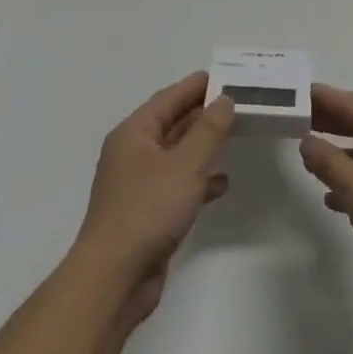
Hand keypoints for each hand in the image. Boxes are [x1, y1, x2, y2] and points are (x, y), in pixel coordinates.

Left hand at [72, 72, 234, 327]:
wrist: (115, 277)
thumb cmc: (148, 210)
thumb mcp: (185, 165)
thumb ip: (208, 130)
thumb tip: (224, 100)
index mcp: (134, 134)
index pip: (167, 98)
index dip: (195, 86)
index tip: (224, 76)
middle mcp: (133, 154)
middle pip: (171, 124)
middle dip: (203, 114)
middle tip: (237, 103)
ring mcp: (139, 185)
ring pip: (176, 155)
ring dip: (203, 146)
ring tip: (235, 135)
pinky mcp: (148, 212)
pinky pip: (178, 185)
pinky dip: (199, 180)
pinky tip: (222, 182)